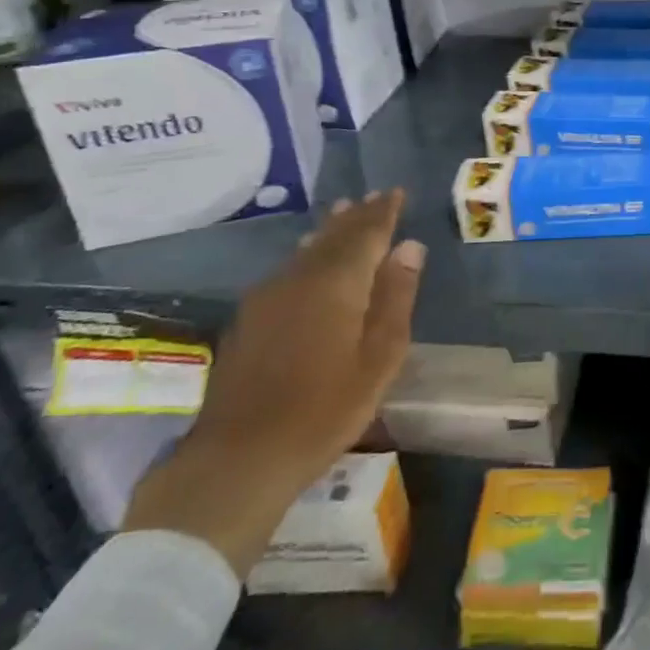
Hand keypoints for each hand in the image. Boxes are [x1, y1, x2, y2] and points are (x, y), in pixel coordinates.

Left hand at [123, 191, 425, 575]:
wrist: (239, 457)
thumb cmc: (325, 408)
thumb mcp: (379, 357)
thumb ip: (396, 297)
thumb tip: (410, 247)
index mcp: (338, 281)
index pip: (367, 232)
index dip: (384, 211)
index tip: (397, 192)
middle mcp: (301, 276)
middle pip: (335, 235)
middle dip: (358, 215)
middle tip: (375, 196)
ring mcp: (269, 295)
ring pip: (308, 249)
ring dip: (331, 230)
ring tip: (344, 212)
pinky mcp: (250, 317)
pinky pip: (289, 268)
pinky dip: (309, 253)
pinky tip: (309, 257)